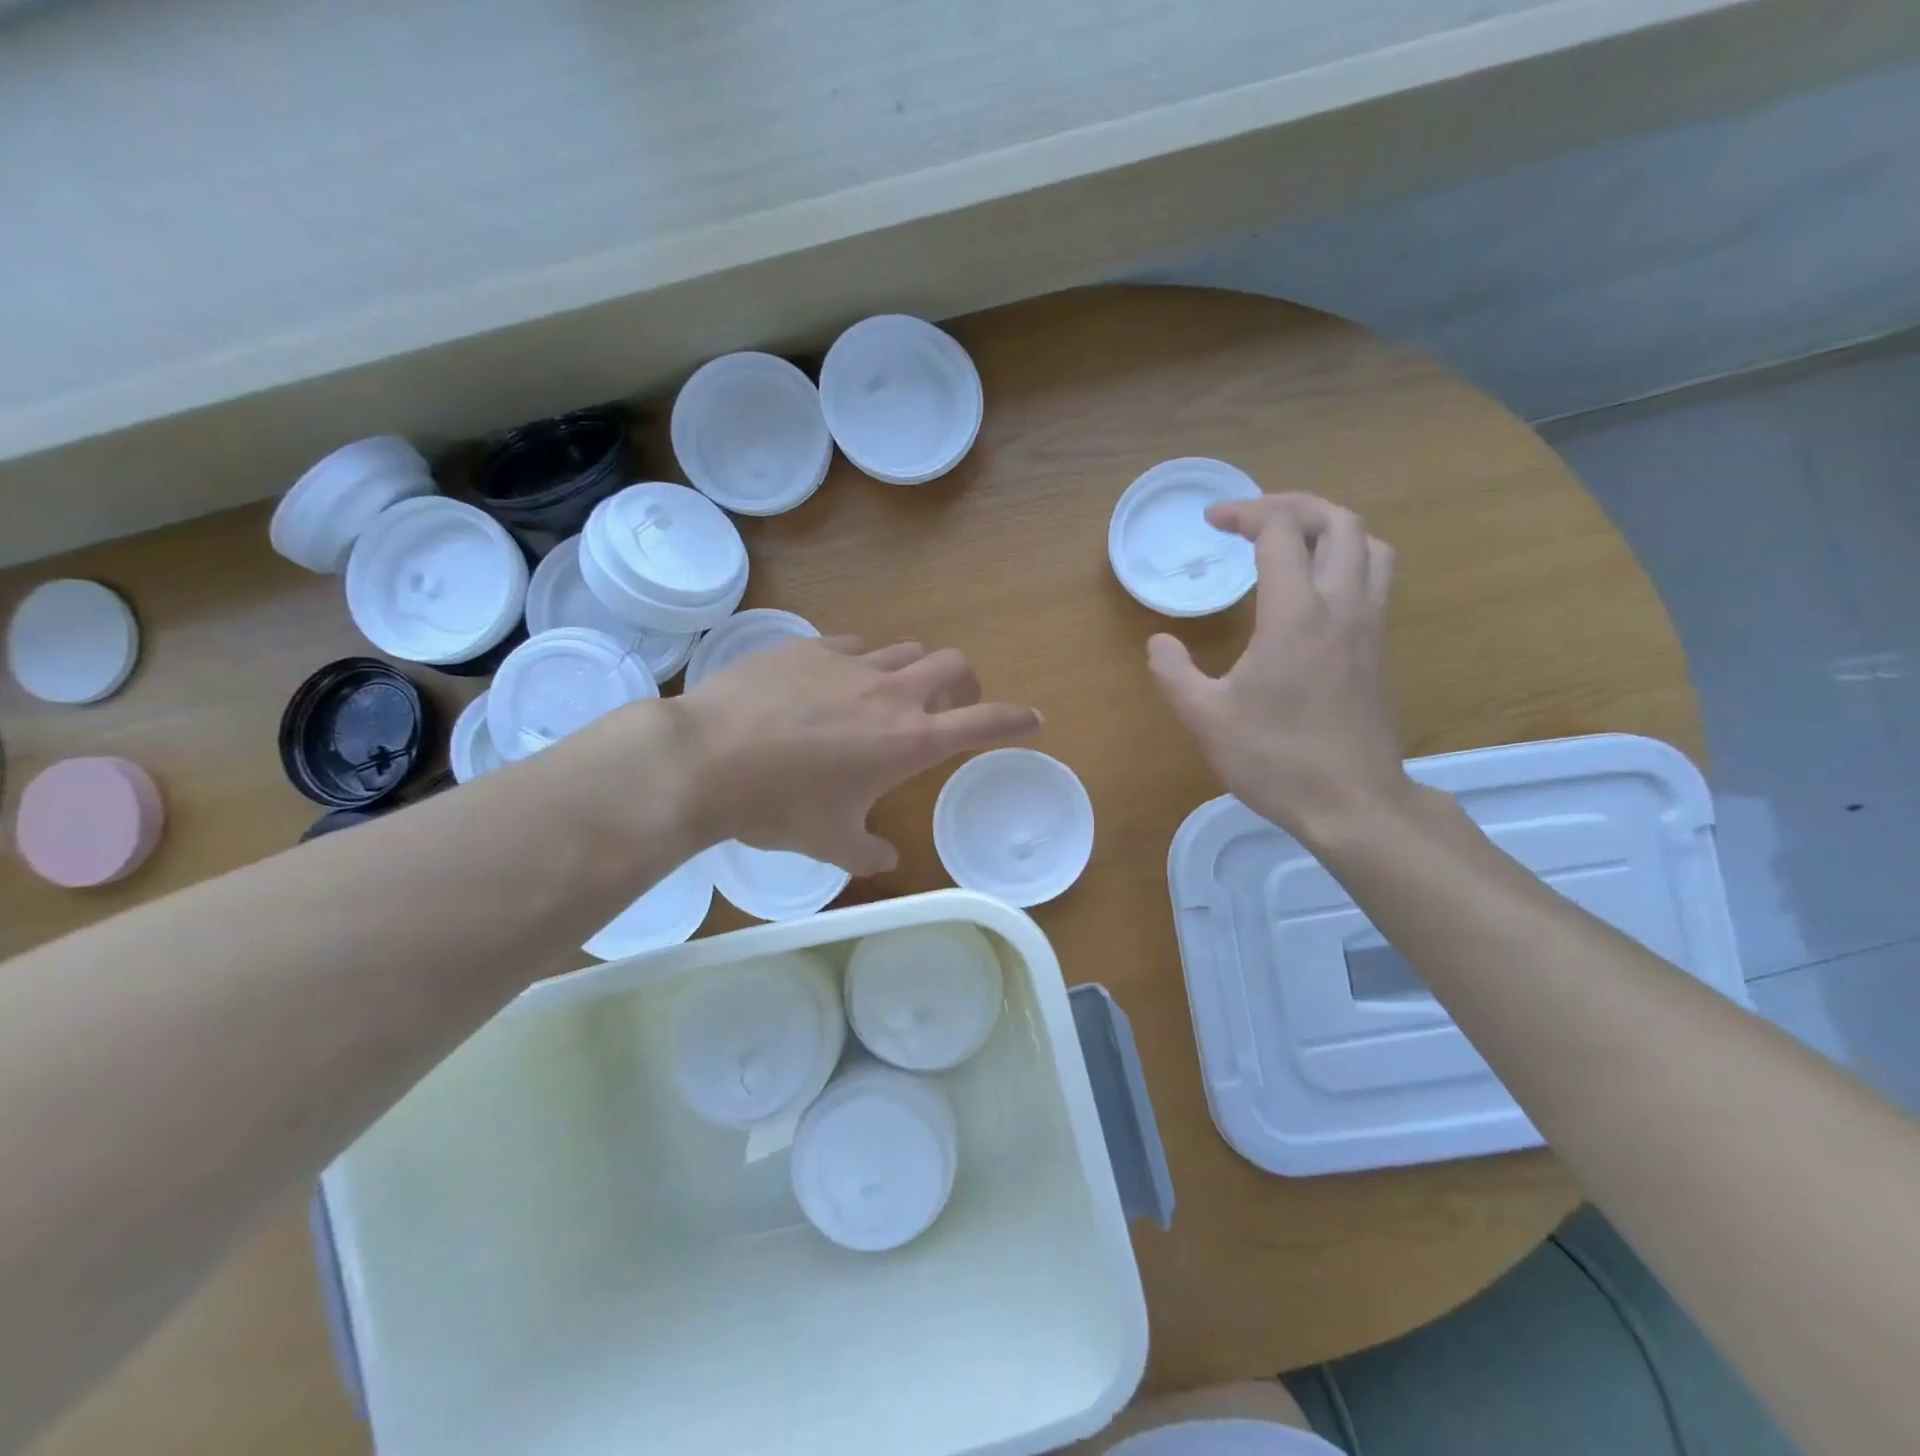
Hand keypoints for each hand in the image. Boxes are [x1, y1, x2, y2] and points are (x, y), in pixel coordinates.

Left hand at [673, 637, 1040, 873]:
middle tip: (952, 707)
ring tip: (888, 697)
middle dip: (966, 683)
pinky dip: (859, 663)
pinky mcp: (807, 647)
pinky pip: (852, 646)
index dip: (1015, 720)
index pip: (984, 722)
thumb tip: (886, 861)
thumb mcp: (830, 843)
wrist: (705, 759)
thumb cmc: (777, 808)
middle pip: (953, 665)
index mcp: (908, 740)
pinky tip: (831, 684)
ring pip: (904, 650)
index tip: (1034, 720)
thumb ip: (868, 854)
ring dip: (911, 671)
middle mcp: (890, 693)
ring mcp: (849, 663)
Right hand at [1147, 493, 1410, 840]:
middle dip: (1292, 506)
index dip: (1244, 514)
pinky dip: (1347, 559)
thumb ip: (1173, 672)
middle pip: (1338, 521)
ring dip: (1330, 528)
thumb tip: (1159, 642)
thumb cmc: (1275, 758)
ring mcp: (1368, 626)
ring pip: (1370, 545)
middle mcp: (1341, 605)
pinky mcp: (1378, 649)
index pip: (1280, 532)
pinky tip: (1314, 590)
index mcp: (1295, 614)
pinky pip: (1375, 577)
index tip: (1212, 523)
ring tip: (1291, 542)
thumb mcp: (1205, 718)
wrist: (1352, 803)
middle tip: (1252, 520)